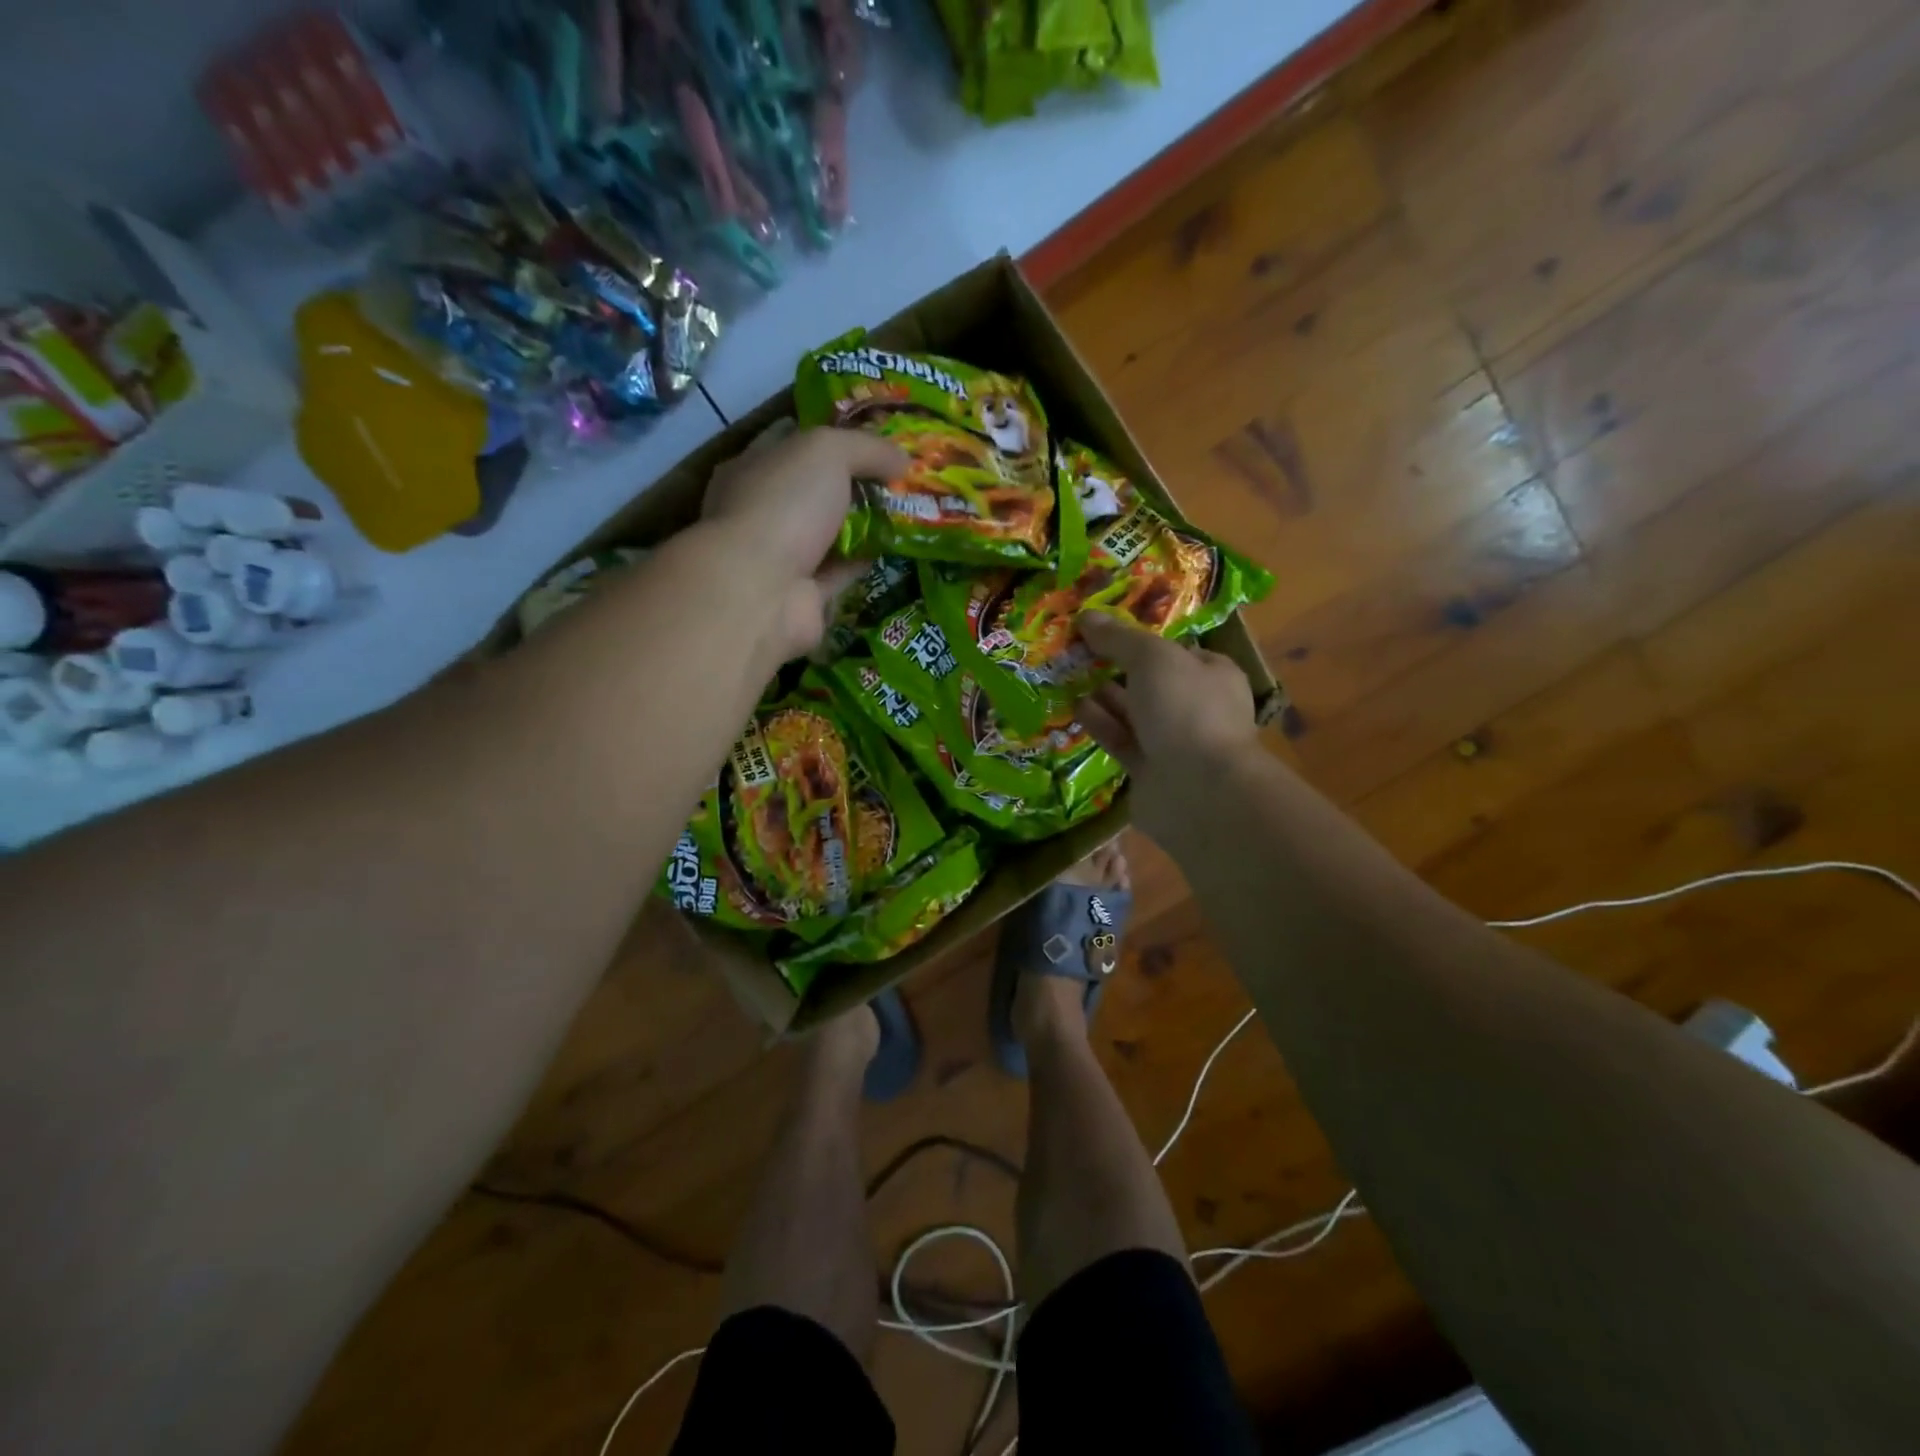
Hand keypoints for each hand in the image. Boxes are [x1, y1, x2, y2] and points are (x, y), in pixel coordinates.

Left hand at [702, 424, 907, 658]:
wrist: (764, 591)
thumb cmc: (784, 506)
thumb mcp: (827, 452)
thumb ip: (867, 448)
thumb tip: (904, 459)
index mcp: (753, 468)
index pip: (793, 444)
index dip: (833, 438)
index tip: (874, 440)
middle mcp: (762, 511)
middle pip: (814, 491)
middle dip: (854, 483)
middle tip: (898, 476)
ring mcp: (780, 556)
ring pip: (828, 533)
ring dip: (862, 524)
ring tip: (905, 511)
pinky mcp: (804, 594)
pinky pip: (839, 570)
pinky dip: (863, 560)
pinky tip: (893, 548)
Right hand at [1072, 613, 1261, 814]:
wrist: (1198, 790)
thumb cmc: (1185, 709)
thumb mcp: (1152, 658)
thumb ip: (1118, 638)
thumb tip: (1086, 616)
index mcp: (1211, 674)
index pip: (1173, 650)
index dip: (1138, 639)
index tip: (1101, 631)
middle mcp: (1195, 706)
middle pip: (1149, 681)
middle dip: (1114, 668)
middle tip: (1075, 653)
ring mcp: (1173, 741)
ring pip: (1132, 712)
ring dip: (1102, 695)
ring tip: (1066, 676)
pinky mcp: (1149, 769)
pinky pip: (1121, 740)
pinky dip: (1100, 724)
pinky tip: (1074, 707)